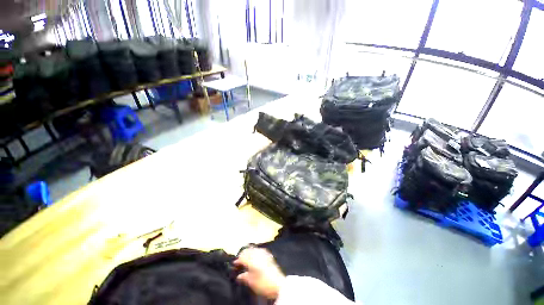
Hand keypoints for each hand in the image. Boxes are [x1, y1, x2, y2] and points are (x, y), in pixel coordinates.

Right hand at [234, 248, 285, 299]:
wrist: (278, 284)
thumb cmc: (263, 284)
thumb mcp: (252, 282)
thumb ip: (244, 277)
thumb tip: (238, 276)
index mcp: (252, 260)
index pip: (242, 257)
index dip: (237, 260)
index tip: (234, 264)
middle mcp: (257, 254)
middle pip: (248, 250)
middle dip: (243, 254)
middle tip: (239, 261)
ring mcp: (264, 253)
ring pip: (253, 248)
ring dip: (249, 252)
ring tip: (246, 258)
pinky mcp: (268, 255)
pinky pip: (259, 249)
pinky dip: (255, 251)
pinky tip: (255, 256)